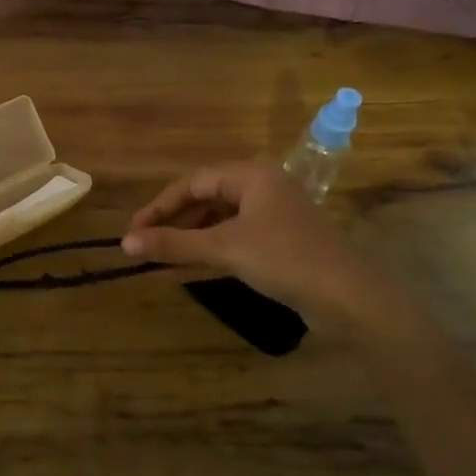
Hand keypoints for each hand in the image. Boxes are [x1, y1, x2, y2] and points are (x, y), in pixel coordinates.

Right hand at [122, 161, 414, 330]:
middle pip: (204, 201)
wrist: (350, 300)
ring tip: (154, 261)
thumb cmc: (285, 259)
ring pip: (217, 225)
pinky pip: (232, 244)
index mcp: (251, 175)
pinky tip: (178, 274)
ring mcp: (271, 219)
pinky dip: (207, 257)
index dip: (159, 206)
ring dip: (187, 243)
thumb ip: (174, 244)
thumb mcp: (224, 248)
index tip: (132, 230)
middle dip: (172, 225)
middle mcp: (261, 189)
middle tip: (141, 246)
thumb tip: (125, 243)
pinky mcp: (277, 246)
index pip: (192, 182)